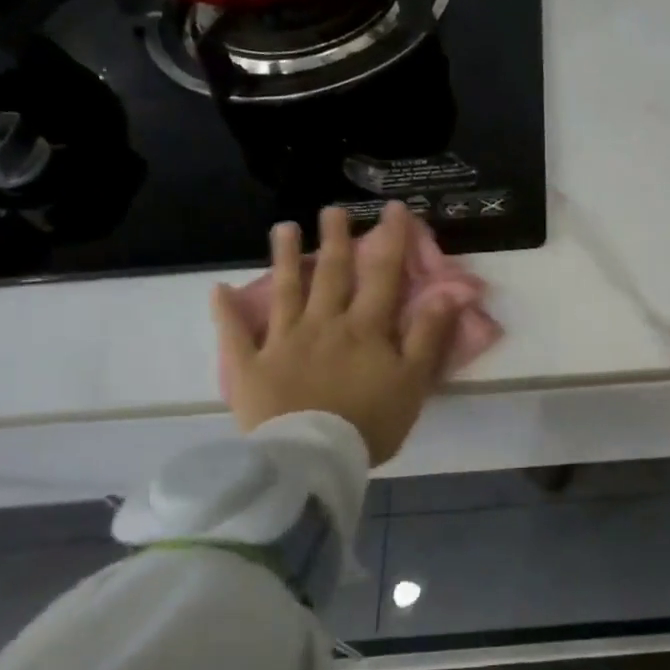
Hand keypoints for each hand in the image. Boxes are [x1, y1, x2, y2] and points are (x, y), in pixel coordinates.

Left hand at [211, 202, 459, 463]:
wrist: (312, 460)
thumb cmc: (370, 422)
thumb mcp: (413, 381)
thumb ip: (429, 335)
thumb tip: (449, 293)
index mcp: (364, 328)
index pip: (381, 274)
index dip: (390, 239)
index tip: (393, 209)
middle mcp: (323, 324)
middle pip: (330, 274)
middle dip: (334, 239)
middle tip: (332, 209)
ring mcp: (283, 342)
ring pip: (284, 292)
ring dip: (283, 258)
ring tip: (282, 228)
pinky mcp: (251, 367)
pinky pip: (235, 335)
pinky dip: (227, 312)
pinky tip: (219, 290)